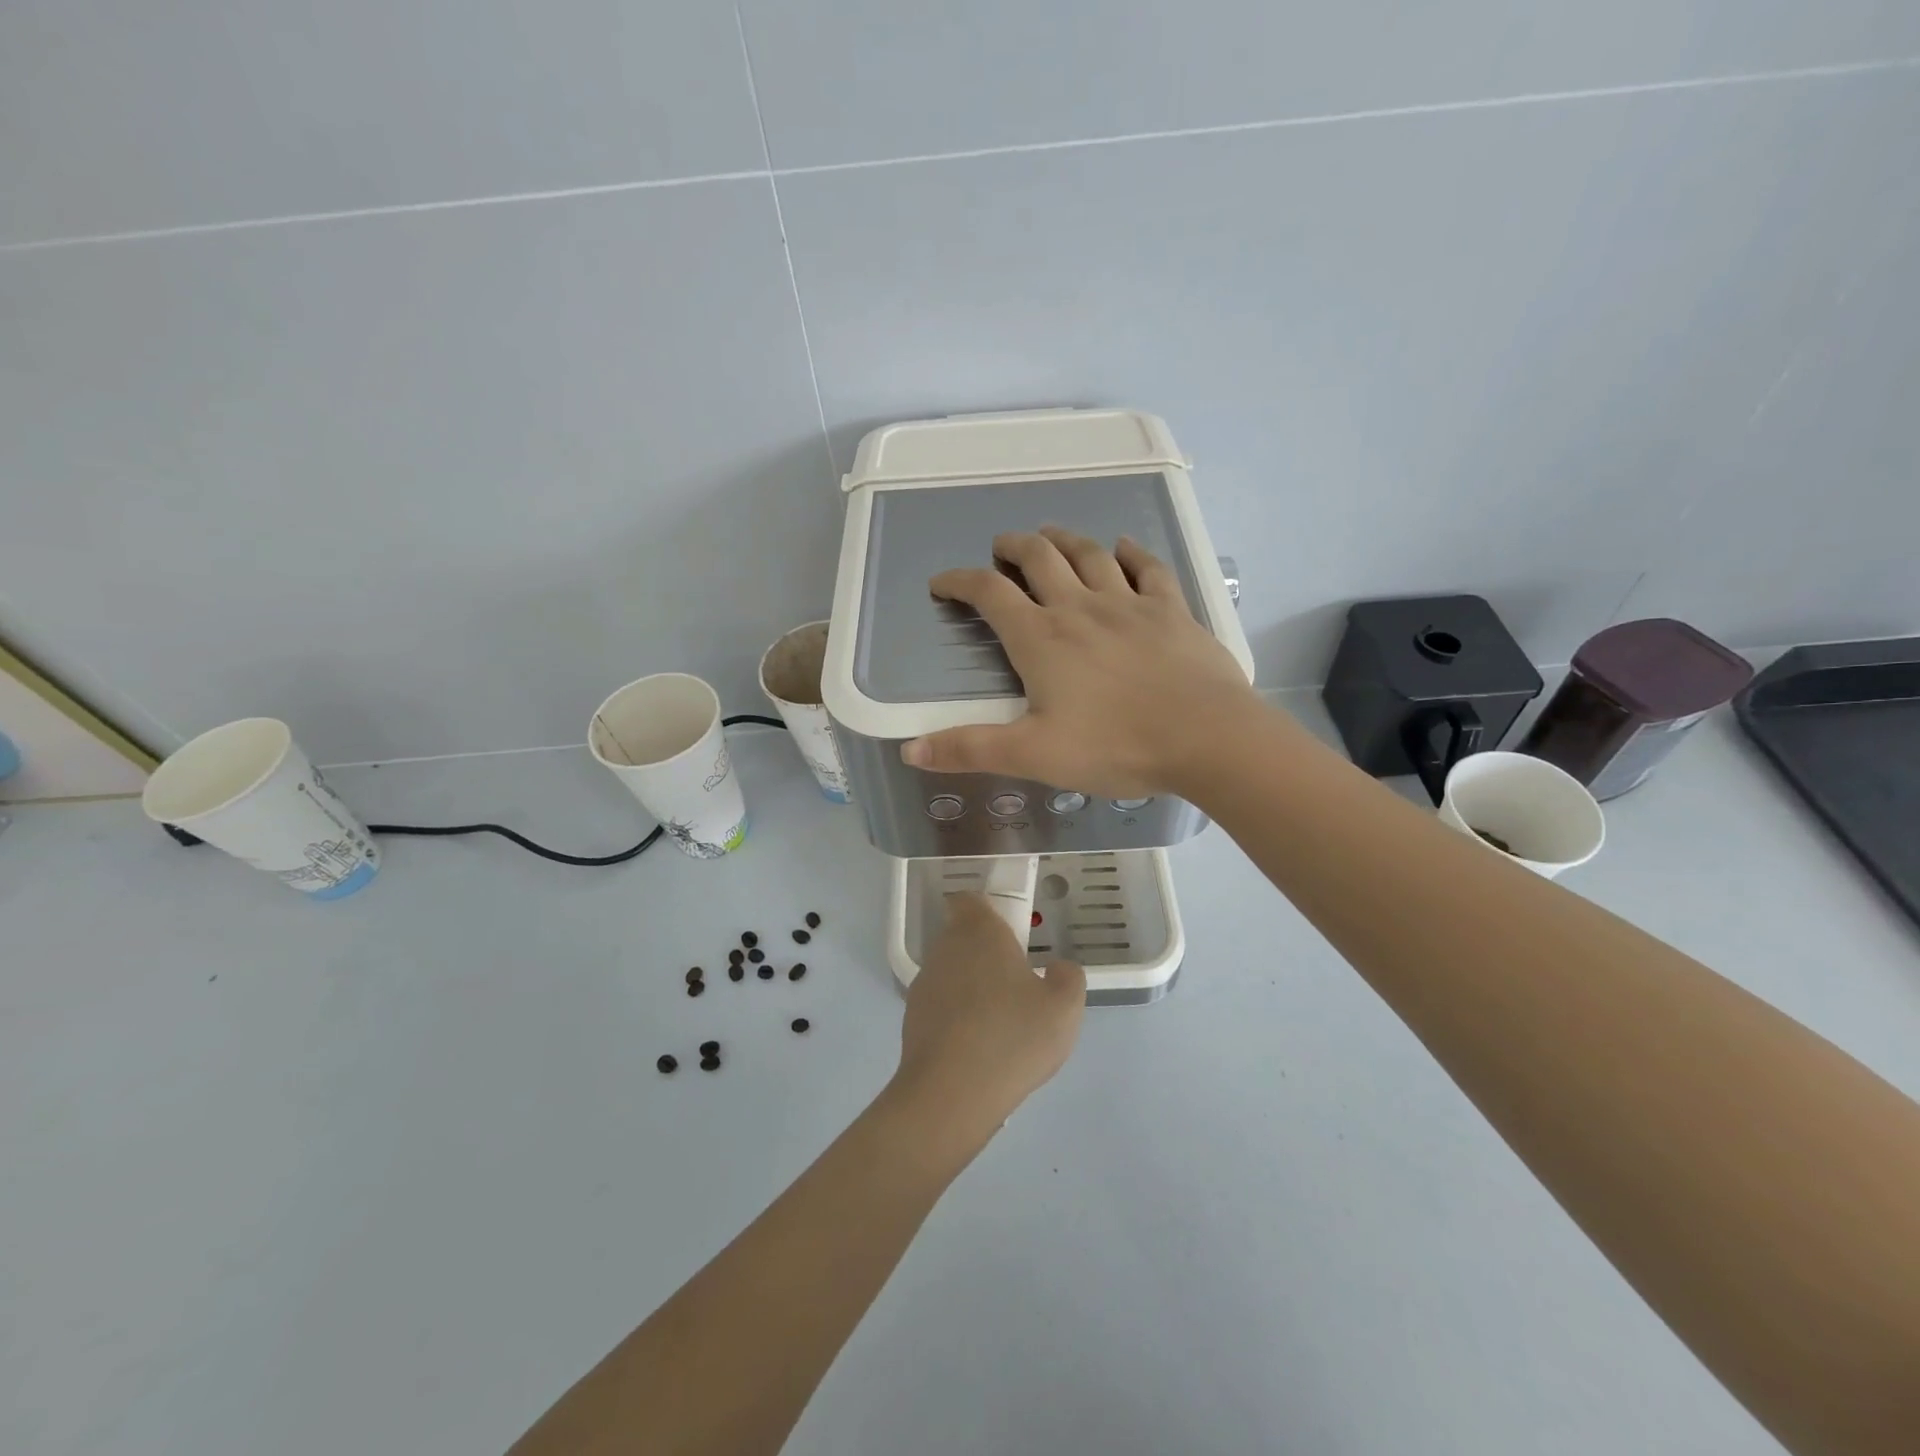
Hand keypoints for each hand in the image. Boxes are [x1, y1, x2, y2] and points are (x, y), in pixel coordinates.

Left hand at [891, 892, 1085, 1147]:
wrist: (951, 1094)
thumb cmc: (1012, 1036)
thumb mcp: (1064, 1007)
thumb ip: (1068, 977)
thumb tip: (1056, 968)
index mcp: (979, 932)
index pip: (971, 900)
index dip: (988, 911)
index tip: (1012, 934)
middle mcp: (945, 948)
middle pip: (963, 937)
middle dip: (987, 955)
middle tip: (1018, 985)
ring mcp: (924, 983)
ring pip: (952, 972)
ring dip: (972, 988)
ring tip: (1001, 1023)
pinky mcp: (912, 1018)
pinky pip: (941, 1006)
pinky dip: (957, 1017)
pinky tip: (978, 1048)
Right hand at [901, 528, 1260, 796]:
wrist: (1207, 737)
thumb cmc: (1116, 746)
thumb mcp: (1033, 754)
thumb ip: (971, 749)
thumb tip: (910, 749)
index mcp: (1042, 639)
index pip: (990, 595)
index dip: (960, 582)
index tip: (942, 583)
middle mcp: (1080, 608)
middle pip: (1040, 559)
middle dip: (1014, 547)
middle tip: (1002, 547)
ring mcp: (1129, 604)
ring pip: (1089, 555)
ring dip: (1064, 540)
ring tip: (1050, 535)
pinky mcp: (1171, 610)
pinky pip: (1148, 568)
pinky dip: (1131, 553)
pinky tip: (1124, 548)